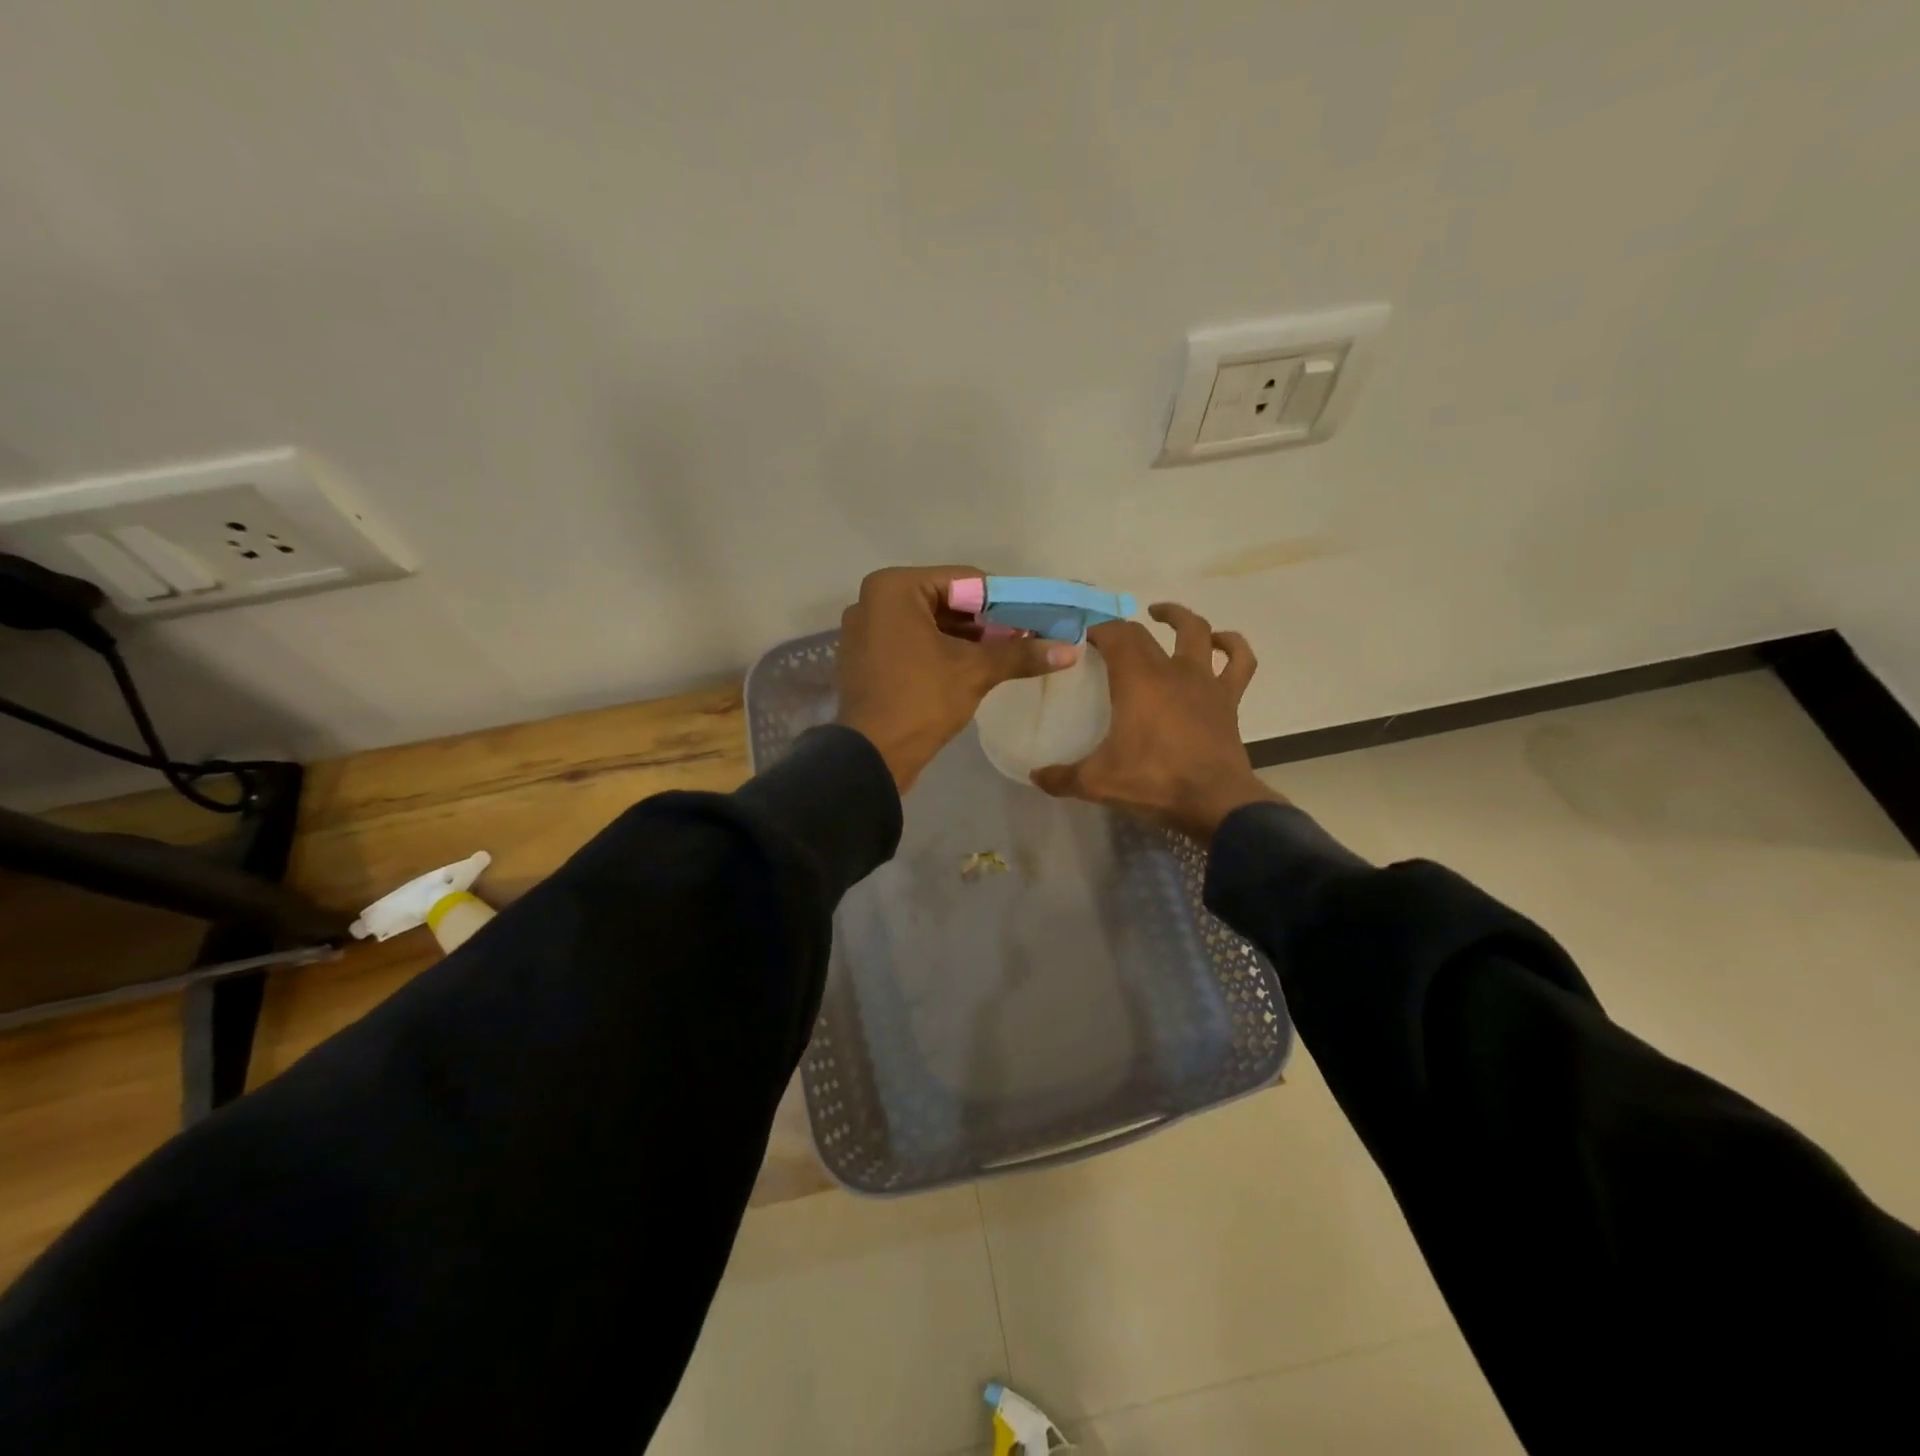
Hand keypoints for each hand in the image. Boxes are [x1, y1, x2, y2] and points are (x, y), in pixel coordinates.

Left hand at [837, 566, 1078, 793]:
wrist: (872, 756)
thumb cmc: (921, 700)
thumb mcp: (975, 671)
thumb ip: (1021, 654)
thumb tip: (1070, 650)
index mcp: (894, 588)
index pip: (964, 581)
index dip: (1003, 600)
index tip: (1033, 619)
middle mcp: (873, 600)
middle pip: (945, 601)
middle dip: (985, 621)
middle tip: (1023, 638)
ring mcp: (865, 631)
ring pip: (929, 624)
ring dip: (966, 638)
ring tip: (1005, 654)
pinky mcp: (866, 658)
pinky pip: (911, 642)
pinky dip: (941, 651)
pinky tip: (972, 668)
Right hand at [1031, 603, 1284, 840]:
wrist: (1215, 802)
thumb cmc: (1153, 783)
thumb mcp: (1096, 782)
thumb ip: (1061, 777)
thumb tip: (1035, 775)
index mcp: (1137, 680)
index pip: (1114, 635)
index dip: (1095, 628)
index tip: (1079, 635)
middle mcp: (1171, 670)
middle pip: (1144, 634)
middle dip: (1122, 629)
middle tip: (1105, 639)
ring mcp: (1204, 682)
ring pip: (1197, 632)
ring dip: (1178, 617)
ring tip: (1162, 615)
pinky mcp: (1228, 699)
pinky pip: (1239, 661)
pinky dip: (1232, 646)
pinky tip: (1219, 643)